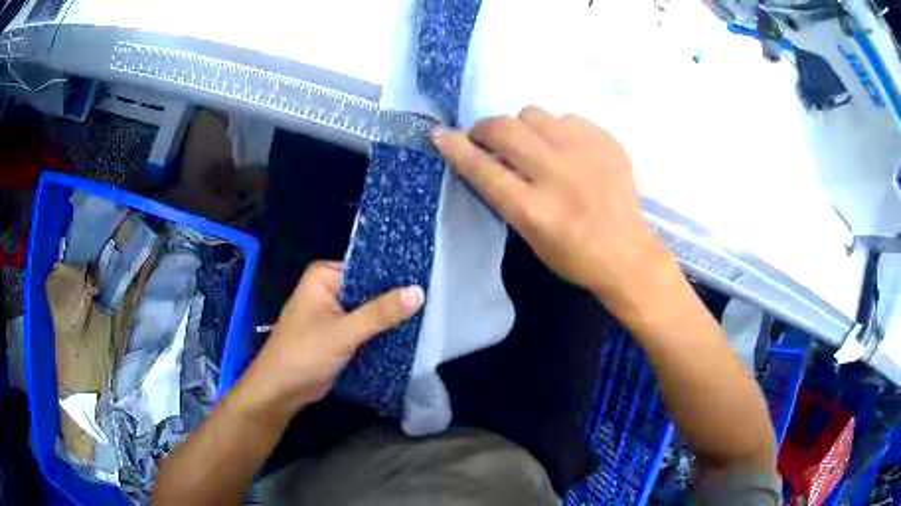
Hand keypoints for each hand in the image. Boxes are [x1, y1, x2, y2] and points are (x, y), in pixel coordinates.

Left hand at [240, 261, 424, 417]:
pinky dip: (382, 332)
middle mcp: (330, 289)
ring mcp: (335, 313)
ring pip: (370, 310)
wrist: (280, 392)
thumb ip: (380, 313)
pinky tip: (411, 334)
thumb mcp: (343, 333)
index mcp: (324, 276)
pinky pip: (366, 327)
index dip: (396, 275)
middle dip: (396, 299)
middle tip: (434, 301)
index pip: (368, 267)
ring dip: (391, 318)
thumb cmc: (303, 355)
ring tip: (430, 316)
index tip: (429, 280)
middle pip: (371, 289)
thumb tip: (420, 291)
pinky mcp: (340, 334)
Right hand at [431, 107, 673, 305]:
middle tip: (487, 139)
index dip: (457, 148)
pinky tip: (566, 149)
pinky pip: (566, 118)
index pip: (483, 168)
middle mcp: (557, 175)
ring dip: (522, 127)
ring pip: (534, 114)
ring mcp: (585, 153)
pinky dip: (556, 130)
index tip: (441, 135)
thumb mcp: (529, 235)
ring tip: (531, 144)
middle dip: (485, 129)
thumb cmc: (573, 256)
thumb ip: (506, 194)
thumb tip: (484, 156)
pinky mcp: (607, 142)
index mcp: (534, 209)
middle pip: (505, 129)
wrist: (627, 253)